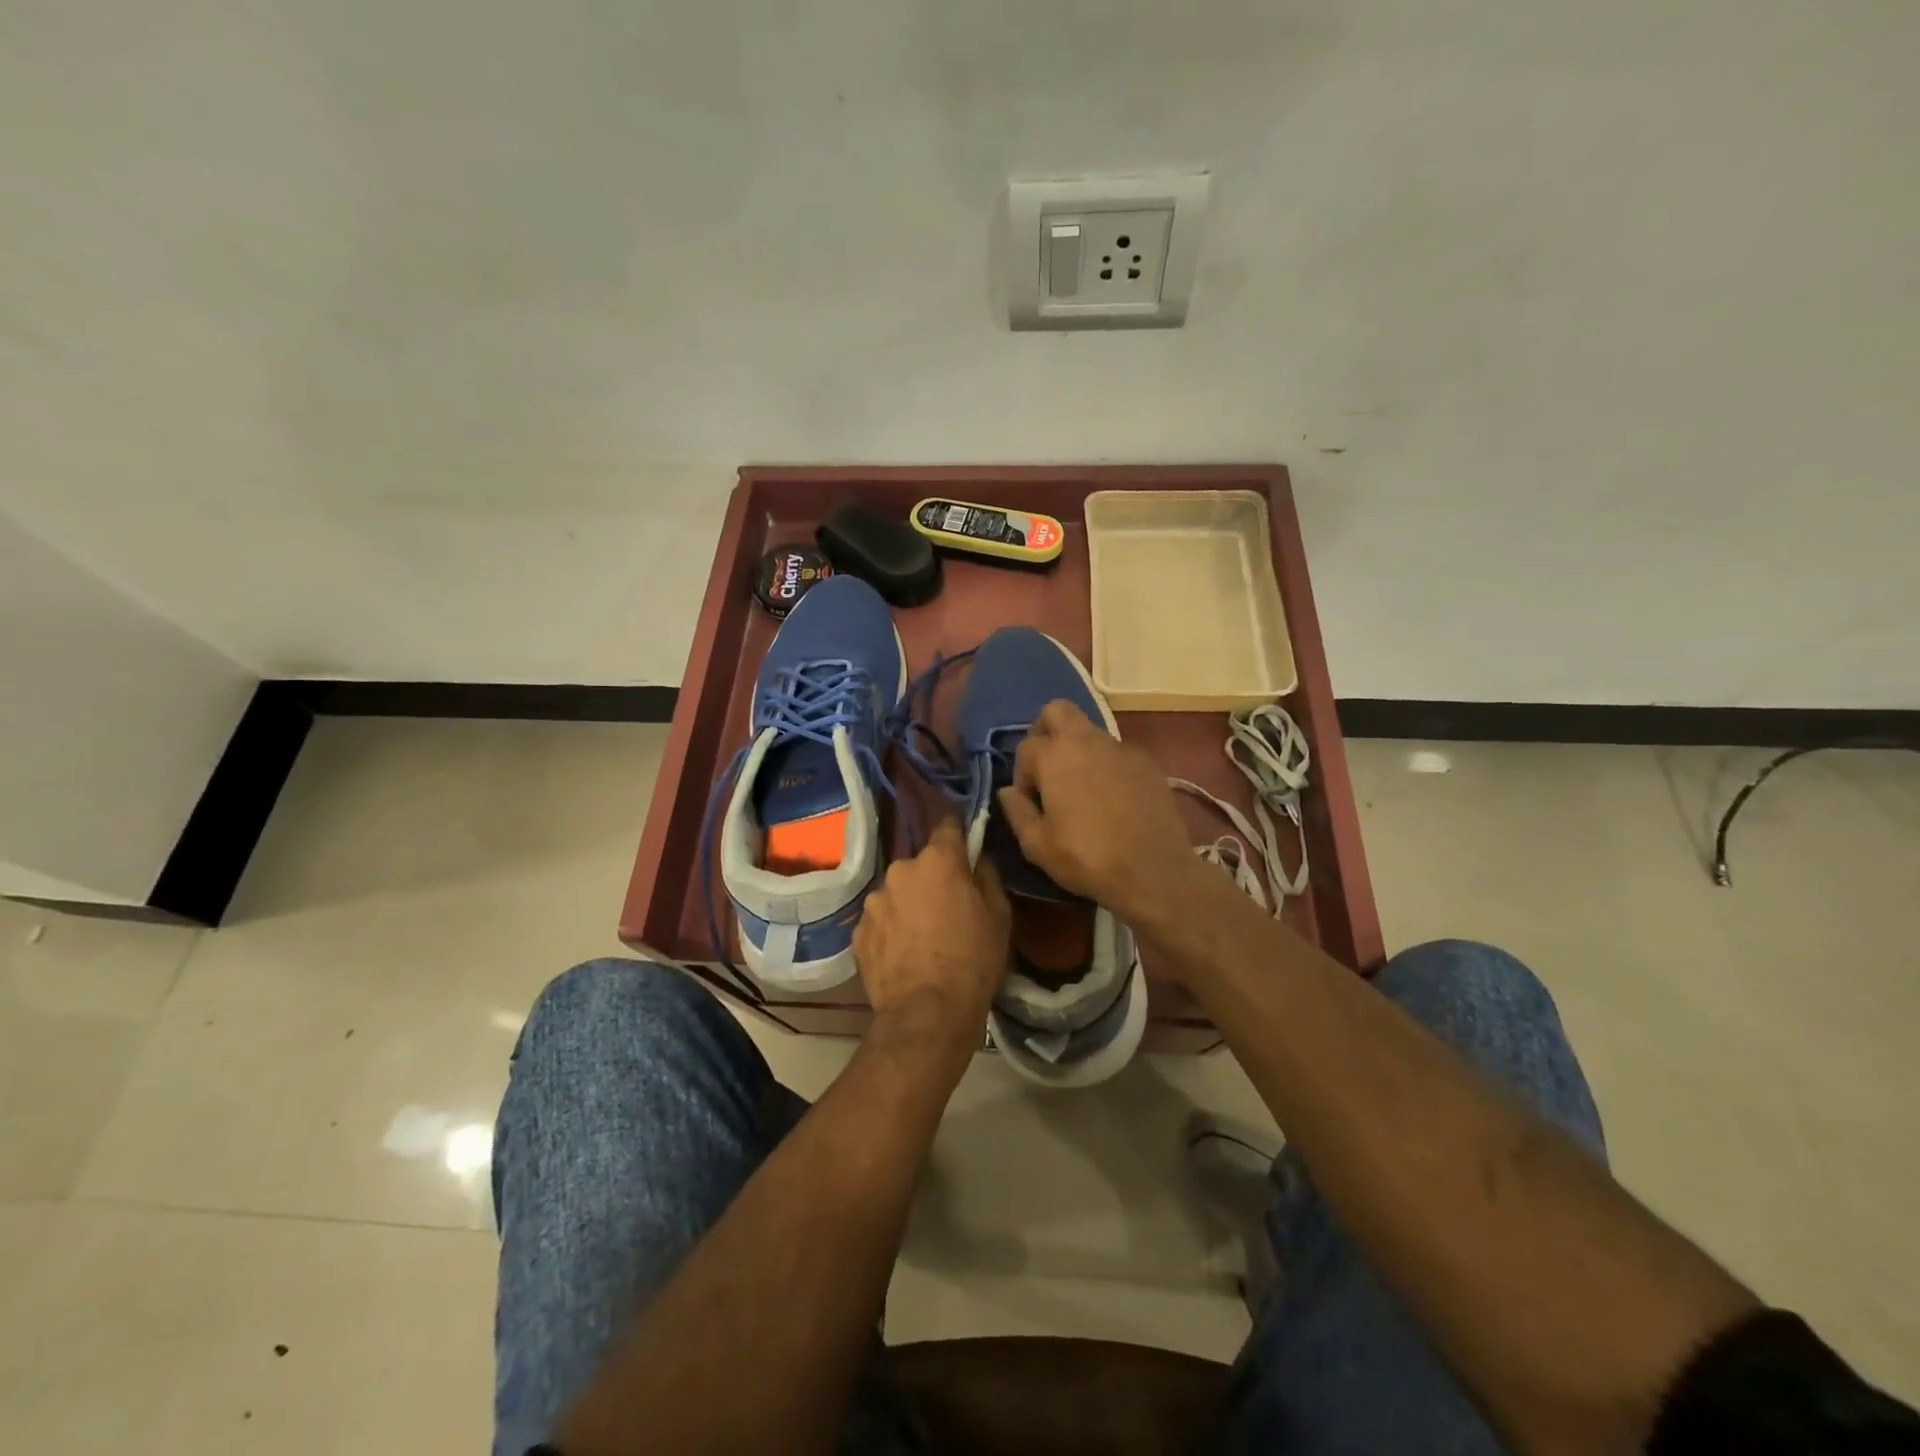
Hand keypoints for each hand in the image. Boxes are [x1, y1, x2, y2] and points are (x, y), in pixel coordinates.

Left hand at [853, 819, 1010, 1053]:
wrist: (927, 1014)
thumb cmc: (973, 960)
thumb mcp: (999, 915)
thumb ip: (986, 876)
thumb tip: (976, 858)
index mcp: (937, 861)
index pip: (947, 826)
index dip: (956, 833)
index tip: (962, 841)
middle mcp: (900, 870)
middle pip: (920, 865)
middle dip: (932, 879)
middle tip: (946, 908)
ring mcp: (874, 901)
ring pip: (897, 893)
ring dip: (908, 905)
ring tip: (922, 938)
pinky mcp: (857, 931)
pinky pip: (880, 920)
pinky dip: (891, 930)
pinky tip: (904, 955)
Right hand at [996, 700, 1199, 924]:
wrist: (1154, 871)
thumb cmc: (1086, 858)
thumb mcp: (1037, 845)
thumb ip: (1016, 811)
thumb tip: (1007, 791)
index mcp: (1055, 756)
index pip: (1026, 746)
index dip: (1022, 774)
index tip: (1030, 801)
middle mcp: (1087, 741)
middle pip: (1057, 710)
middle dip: (1045, 730)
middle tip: (1048, 768)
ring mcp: (1121, 748)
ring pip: (1090, 732)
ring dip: (1078, 750)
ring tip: (1082, 790)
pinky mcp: (1147, 763)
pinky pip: (1117, 753)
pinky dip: (1106, 766)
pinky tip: (1112, 799)